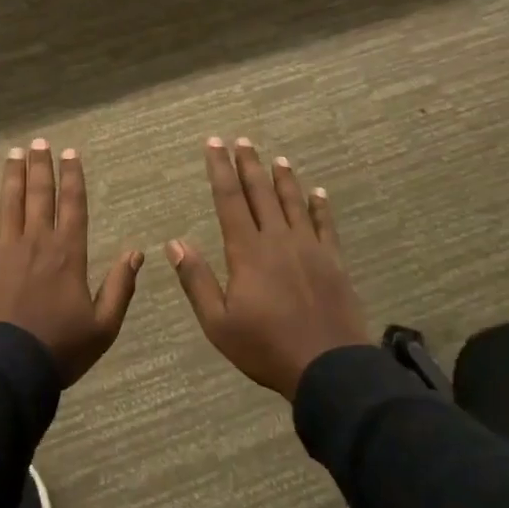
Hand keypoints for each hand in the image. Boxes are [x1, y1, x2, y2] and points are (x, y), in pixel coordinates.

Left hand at [0, 140, 143, 385]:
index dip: (73, 178)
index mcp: (69, 254)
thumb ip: (120, 287)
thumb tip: (136, 252)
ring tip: (15, 152)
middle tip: (39, 142)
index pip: (73, 205)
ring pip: (10, 203)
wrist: (7, 368)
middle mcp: (37, 242)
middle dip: (41, 167)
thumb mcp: (103, 326)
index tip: (71, 153)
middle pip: (40, 196)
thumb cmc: (59, 349)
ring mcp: (4, 250)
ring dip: (13, 175)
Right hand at [167, 137, 369, 399]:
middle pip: (260, 193)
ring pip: (293, 203)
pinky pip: (325, 225)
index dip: (220, 170)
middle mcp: (278, 240)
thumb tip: (175, 243)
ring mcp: (309, 248)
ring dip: (283, 178)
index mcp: (247, 252)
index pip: (229, 200)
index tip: (214, 144)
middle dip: (249, 165)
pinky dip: (320, 206)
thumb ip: (196, 280)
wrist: (328, 367)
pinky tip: (317, 193)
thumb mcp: (218, 322)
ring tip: (277, 158)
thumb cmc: (265, 347)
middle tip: (242, 140)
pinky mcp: (333, 261)